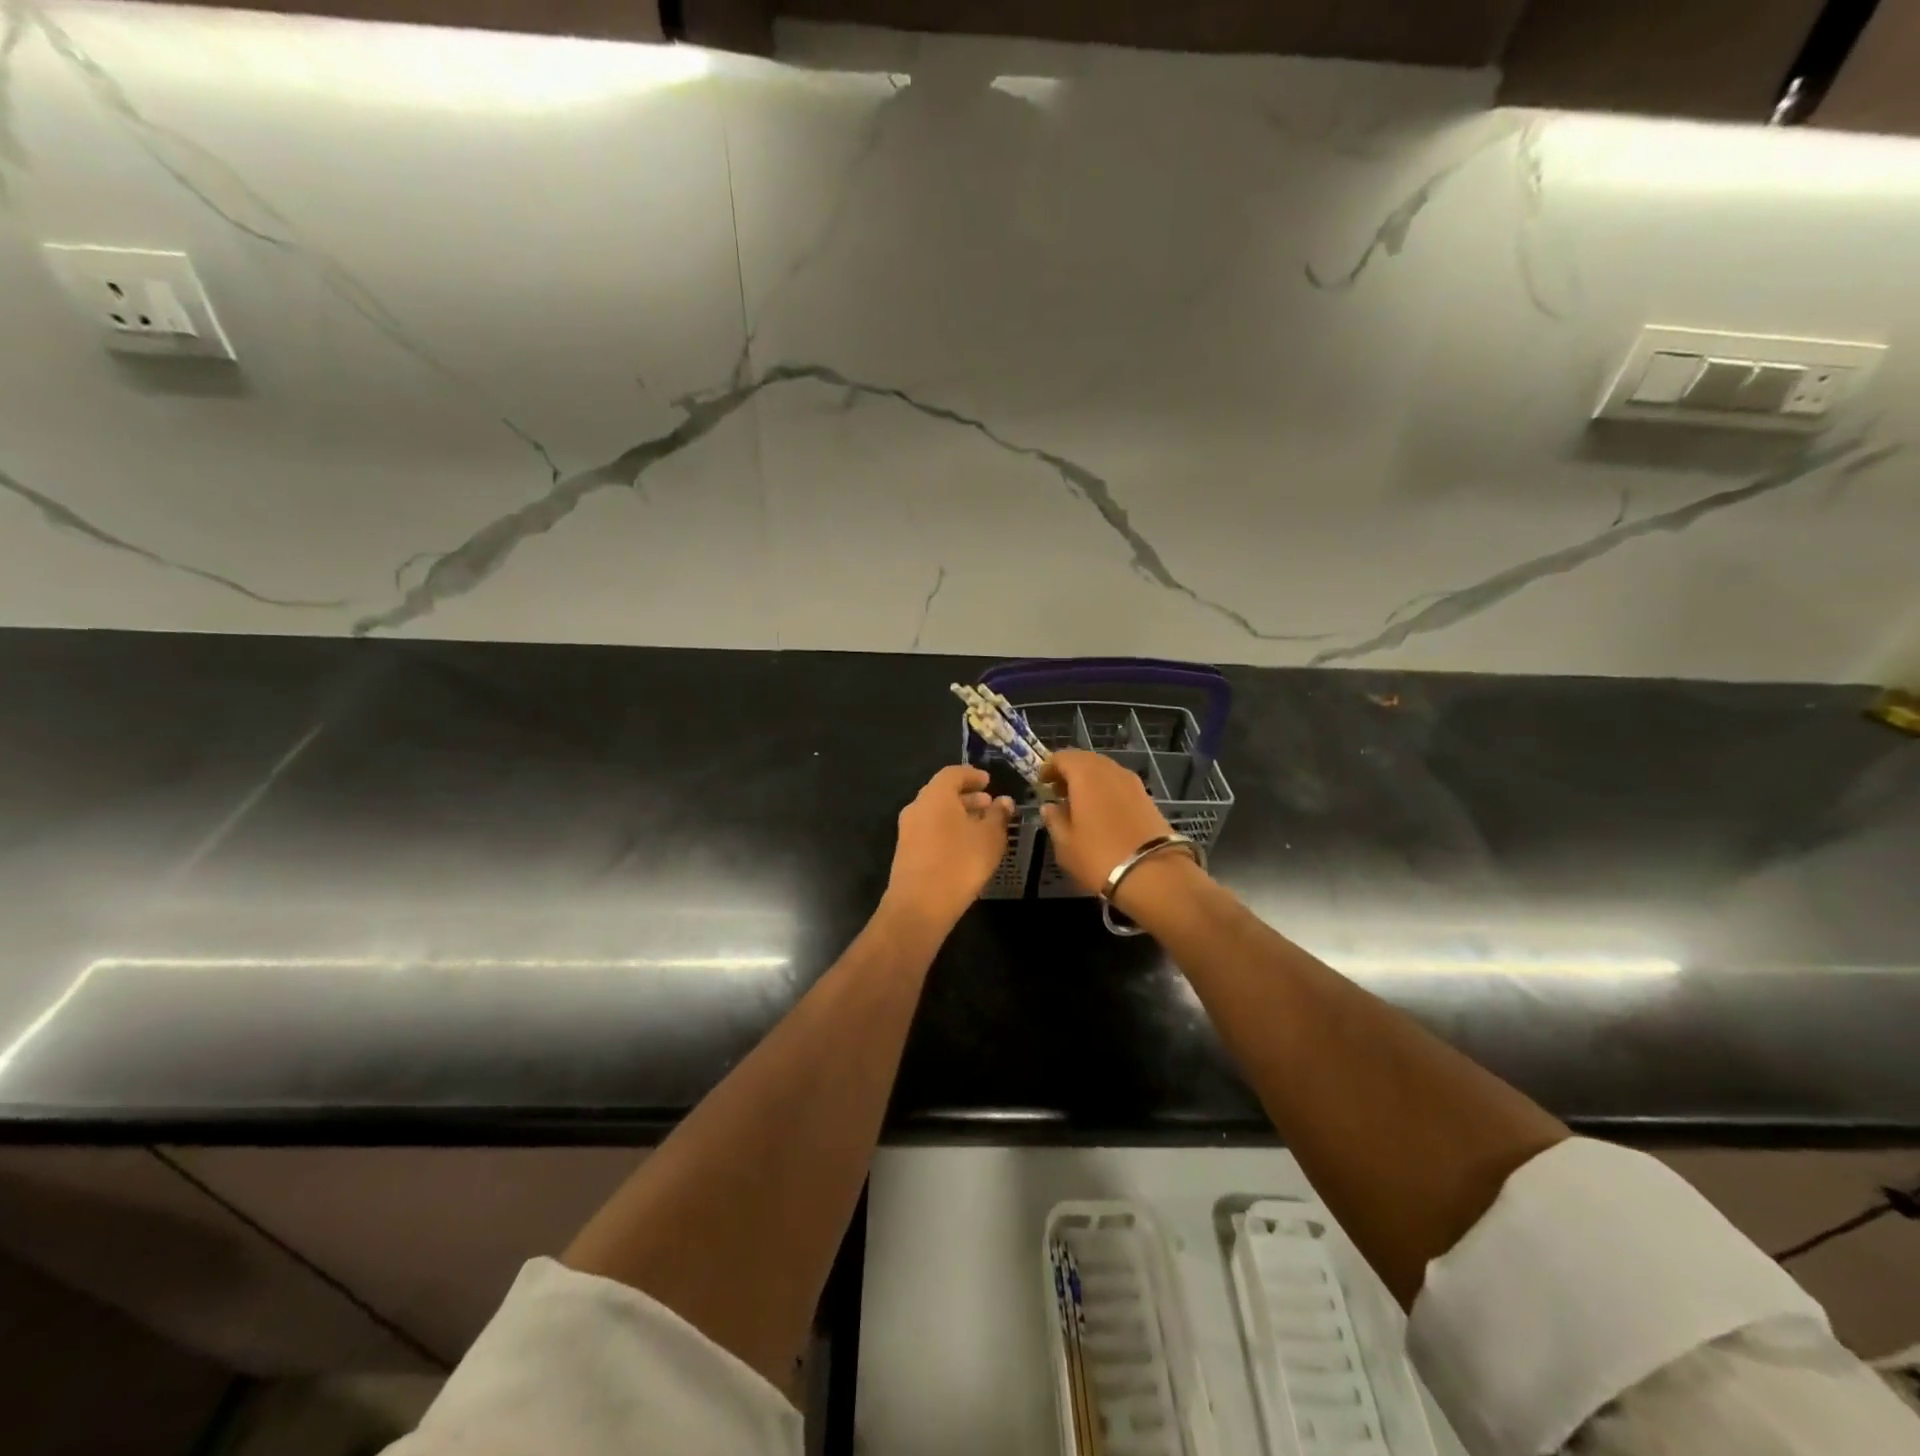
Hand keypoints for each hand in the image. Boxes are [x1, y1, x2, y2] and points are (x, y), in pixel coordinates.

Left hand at [882, 766, 1015, 932]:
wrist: (919, 906)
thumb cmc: (960, 863)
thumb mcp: (990, 838)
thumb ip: (998, 816)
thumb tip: (1004, 801)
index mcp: (936, 795)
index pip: (953, 773)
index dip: (972, 775)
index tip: (989, 782)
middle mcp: (917, 807)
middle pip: (942, 792)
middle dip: (967, 796)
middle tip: (989, 804)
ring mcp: (908, 830)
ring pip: (935, 813)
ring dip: (958, 814)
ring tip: (981, 826)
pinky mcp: (906, 851)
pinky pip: (929, 830)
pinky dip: (947, 830)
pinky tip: (965, 846)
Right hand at [1038, 749, 1177, 893]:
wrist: (1154, 874)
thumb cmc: (1099, 856)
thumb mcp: (1065, 844)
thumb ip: (1054, 820)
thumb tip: (1049, 807)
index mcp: (1086, 775)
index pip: (1063, 756)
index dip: (1049, 767)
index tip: (1041, 783)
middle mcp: (1110, 771)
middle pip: (1086, 760)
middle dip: (1070, 773)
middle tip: (1058, 793)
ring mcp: (1133, 783)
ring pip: (1105, 772)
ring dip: (1089, 782)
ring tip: (1079, 805)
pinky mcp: (1148, 798)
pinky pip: (1119, 785)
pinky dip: (1106, 791)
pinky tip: (1101, 814)